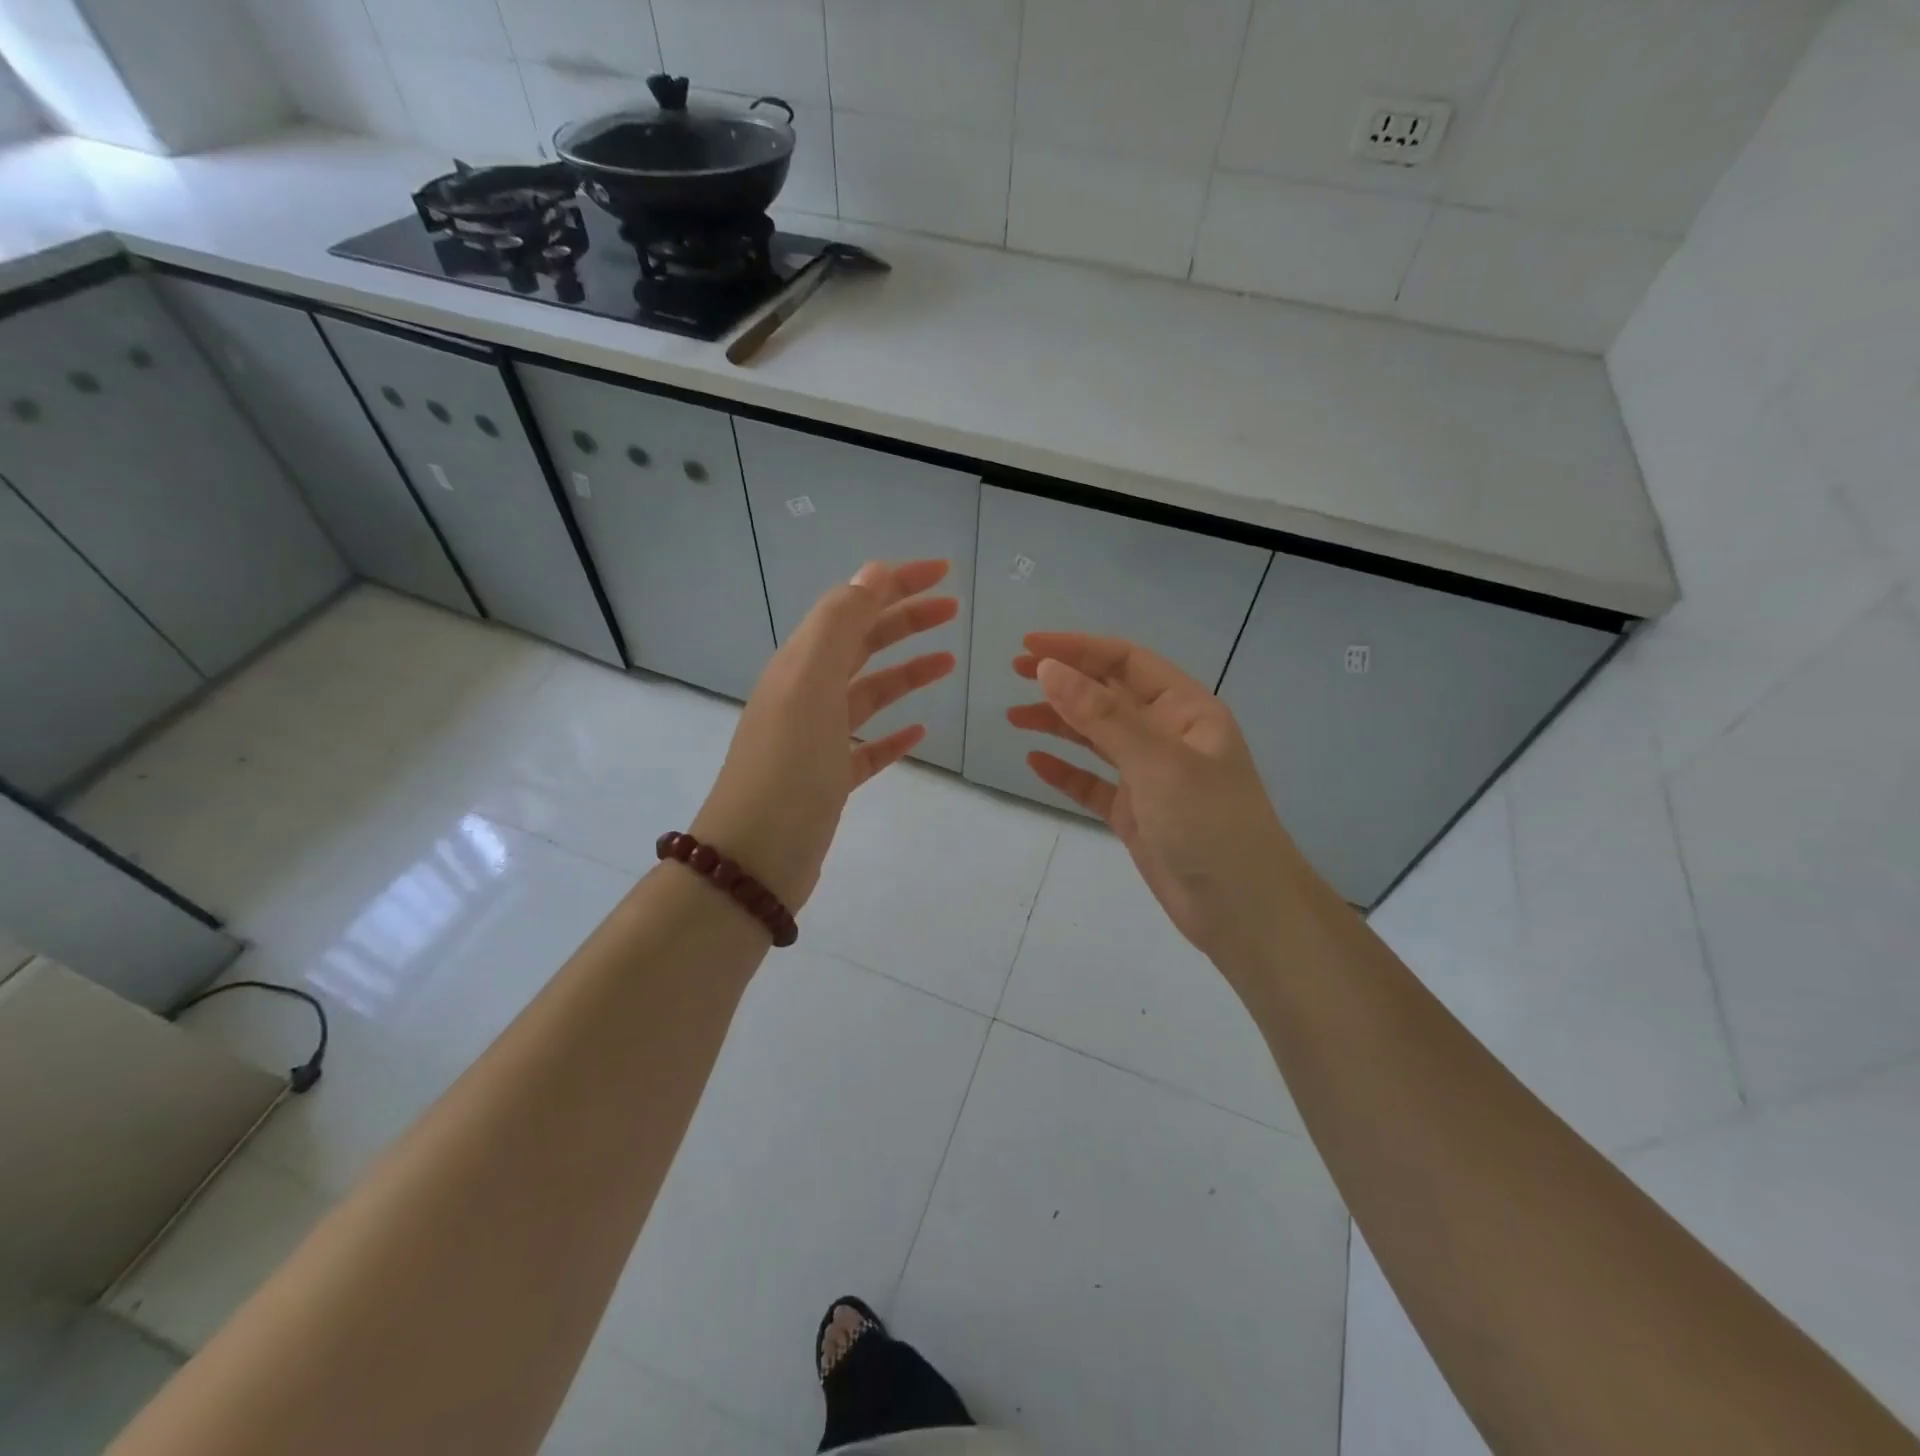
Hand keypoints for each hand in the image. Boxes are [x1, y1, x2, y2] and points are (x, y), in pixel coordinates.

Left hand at [690, 560, 957, 911]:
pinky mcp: (829, 778)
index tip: (943, 573)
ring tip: (948, 662)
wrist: (756, 858)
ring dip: (906, 672)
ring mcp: (817, 738)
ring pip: (869, 692)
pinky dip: (893, 732)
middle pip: (862, 644)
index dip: (895, 583)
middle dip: (906, 620)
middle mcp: (806, 693)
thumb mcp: (811, 683)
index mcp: (800, 664)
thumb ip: (840, 624)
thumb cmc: (788, 766)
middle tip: (953, 609)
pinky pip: (867, 745)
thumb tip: (872, 572)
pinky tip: (919, 731)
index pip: (851, 606)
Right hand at [1007, 633, 1312, 971]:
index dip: (1078, 648)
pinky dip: (1065, 771)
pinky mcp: (1135, 814)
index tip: (1029, 646)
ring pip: (1097, 738)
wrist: (1242, 911)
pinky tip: (1036, 762)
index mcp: (1186, 710)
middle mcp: (1168, 736)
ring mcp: (1150, 776)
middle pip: (1109, 695)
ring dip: (1058, 723)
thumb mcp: (1157, 762)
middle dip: (1065, 681)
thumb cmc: (1209, 824)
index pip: (1126, 662)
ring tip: (1014, 717)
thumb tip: (1049, 670)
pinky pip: (1093, 783)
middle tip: (1015, 673)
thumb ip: (1101, 715)